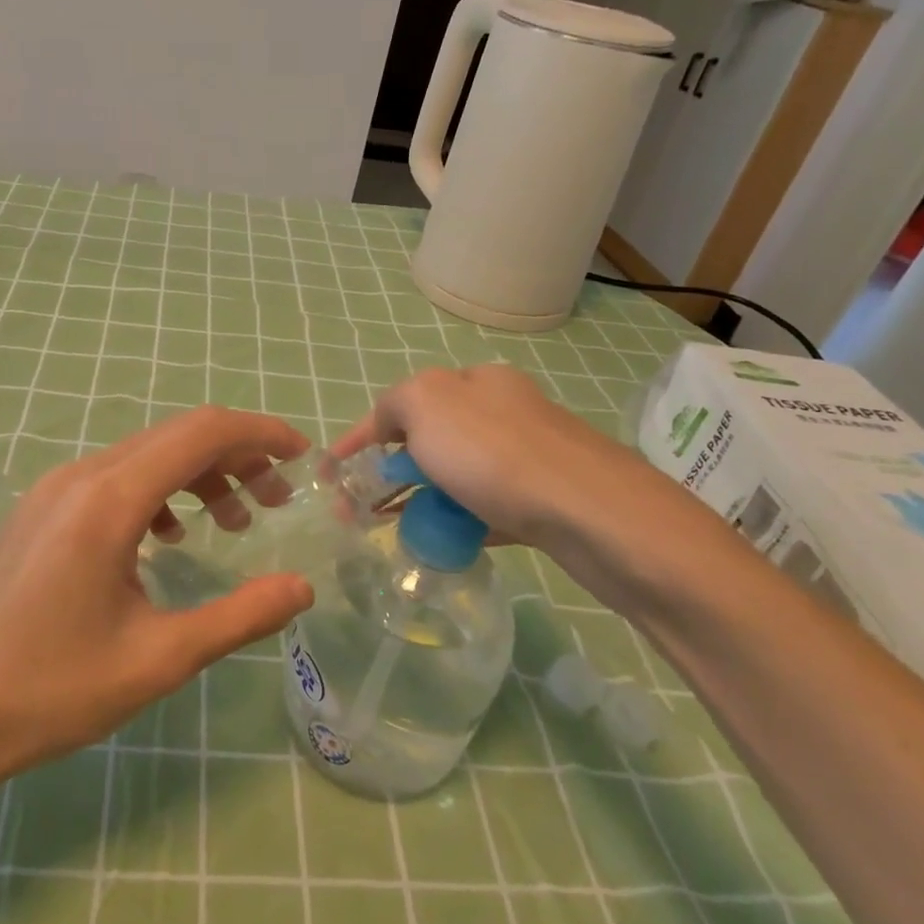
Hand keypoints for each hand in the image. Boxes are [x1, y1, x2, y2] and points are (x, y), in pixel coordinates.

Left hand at [0, 405, 315, 785]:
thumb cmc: (53, 691)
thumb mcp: (160, 658)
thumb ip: (240, 617)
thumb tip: (302, 589)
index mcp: (110, 499)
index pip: (202, 432)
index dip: (261, 434)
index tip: (303, 456)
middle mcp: (80, 475)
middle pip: (176, 436)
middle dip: (237, 456)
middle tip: (278, 499)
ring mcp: (53, 489)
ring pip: (144, 455)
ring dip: (198, 474)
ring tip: (233, 520)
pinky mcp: (39, 509)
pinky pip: (113, 478)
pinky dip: (157, 491)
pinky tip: (168, 537)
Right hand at [332, 364, 738, 607]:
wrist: (593, 513)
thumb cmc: (495, 454)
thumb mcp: (425, 405)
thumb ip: (394, 406)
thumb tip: (392, 427)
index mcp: (473, 381)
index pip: (401, 402)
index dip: (360, 436)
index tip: (330, 472)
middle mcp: (503, 409)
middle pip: (430, 439)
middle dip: (390, 470)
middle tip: (360, 508)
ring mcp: (528, 455)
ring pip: (458, 475)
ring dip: (421, 497)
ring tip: (394, 530)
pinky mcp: (544, 498)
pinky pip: (486, 506)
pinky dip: (458, 520)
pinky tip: (442, 542)